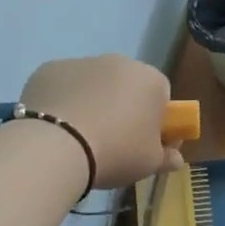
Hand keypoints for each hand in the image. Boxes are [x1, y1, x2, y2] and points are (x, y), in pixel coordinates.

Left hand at [20, 55, 182, 190]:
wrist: (56, 147)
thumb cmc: (115, 153)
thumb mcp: (149, 163)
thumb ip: (166, 157)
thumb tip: (175, 157)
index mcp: (150, 80)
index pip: (161, 95)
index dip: (154, 118)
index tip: (143, 140)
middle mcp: (119, 62)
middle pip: (126, 84)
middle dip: (121, 106)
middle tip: (111, 139)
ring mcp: (82, 62)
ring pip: (93, 82)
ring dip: (90, 101)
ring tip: (78, 136)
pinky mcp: (49, 68)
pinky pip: (62, 85)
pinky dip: (61, 100)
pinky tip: (54, 126)